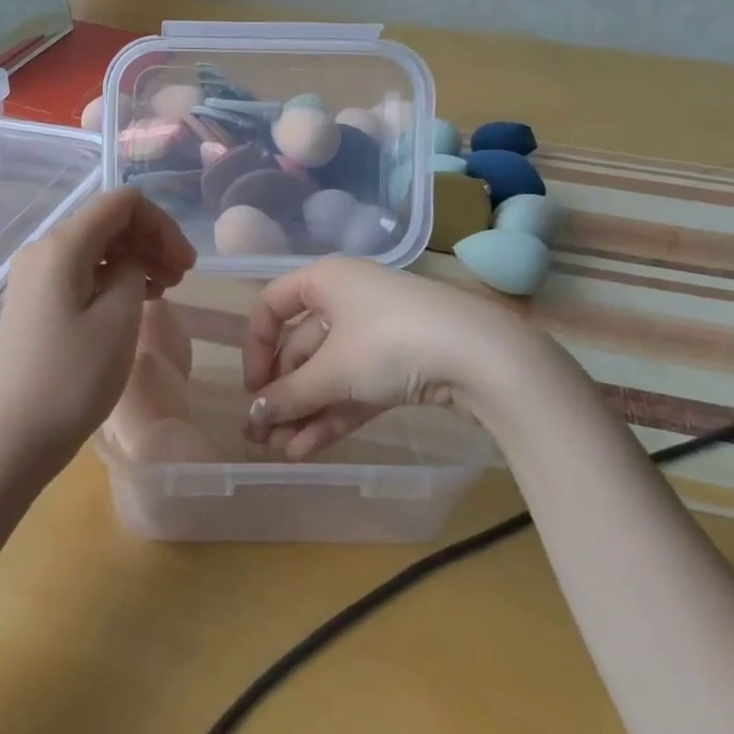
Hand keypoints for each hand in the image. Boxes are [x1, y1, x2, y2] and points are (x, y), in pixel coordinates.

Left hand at [0, 189, 196, 479]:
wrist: (11, 438)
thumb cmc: (71, 379)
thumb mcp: (119, 319)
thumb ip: (134, 270)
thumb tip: (131, 259)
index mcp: (62, 245)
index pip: (121, 204)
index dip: (161, 224)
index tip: (186, 263)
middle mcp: (42, 250)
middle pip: (107, 223)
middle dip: (150, 241)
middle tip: (182, 278)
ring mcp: (34, 276)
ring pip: (95, 248)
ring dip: (134, 259)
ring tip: (164, 290)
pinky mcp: (34, 301)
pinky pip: (80, 272)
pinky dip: (112, 278)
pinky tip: (135, 302)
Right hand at [242, 257, 557, 457]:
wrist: (482, 357)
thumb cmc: (389, 342)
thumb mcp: (333, 371)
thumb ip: (288, 395)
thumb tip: (251, 418)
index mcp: (324, 280)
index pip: (272, 306)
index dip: (256, 347)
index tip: (253, 389)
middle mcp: (346, 299)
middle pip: (301, 346)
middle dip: (281, 393)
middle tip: (261, 435)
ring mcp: (376, 333)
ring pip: (328, 373)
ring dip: (304, 411)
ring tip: (282, 452)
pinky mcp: (400, 364)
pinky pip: (354, 387)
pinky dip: (332, 414)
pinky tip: (309, 449)